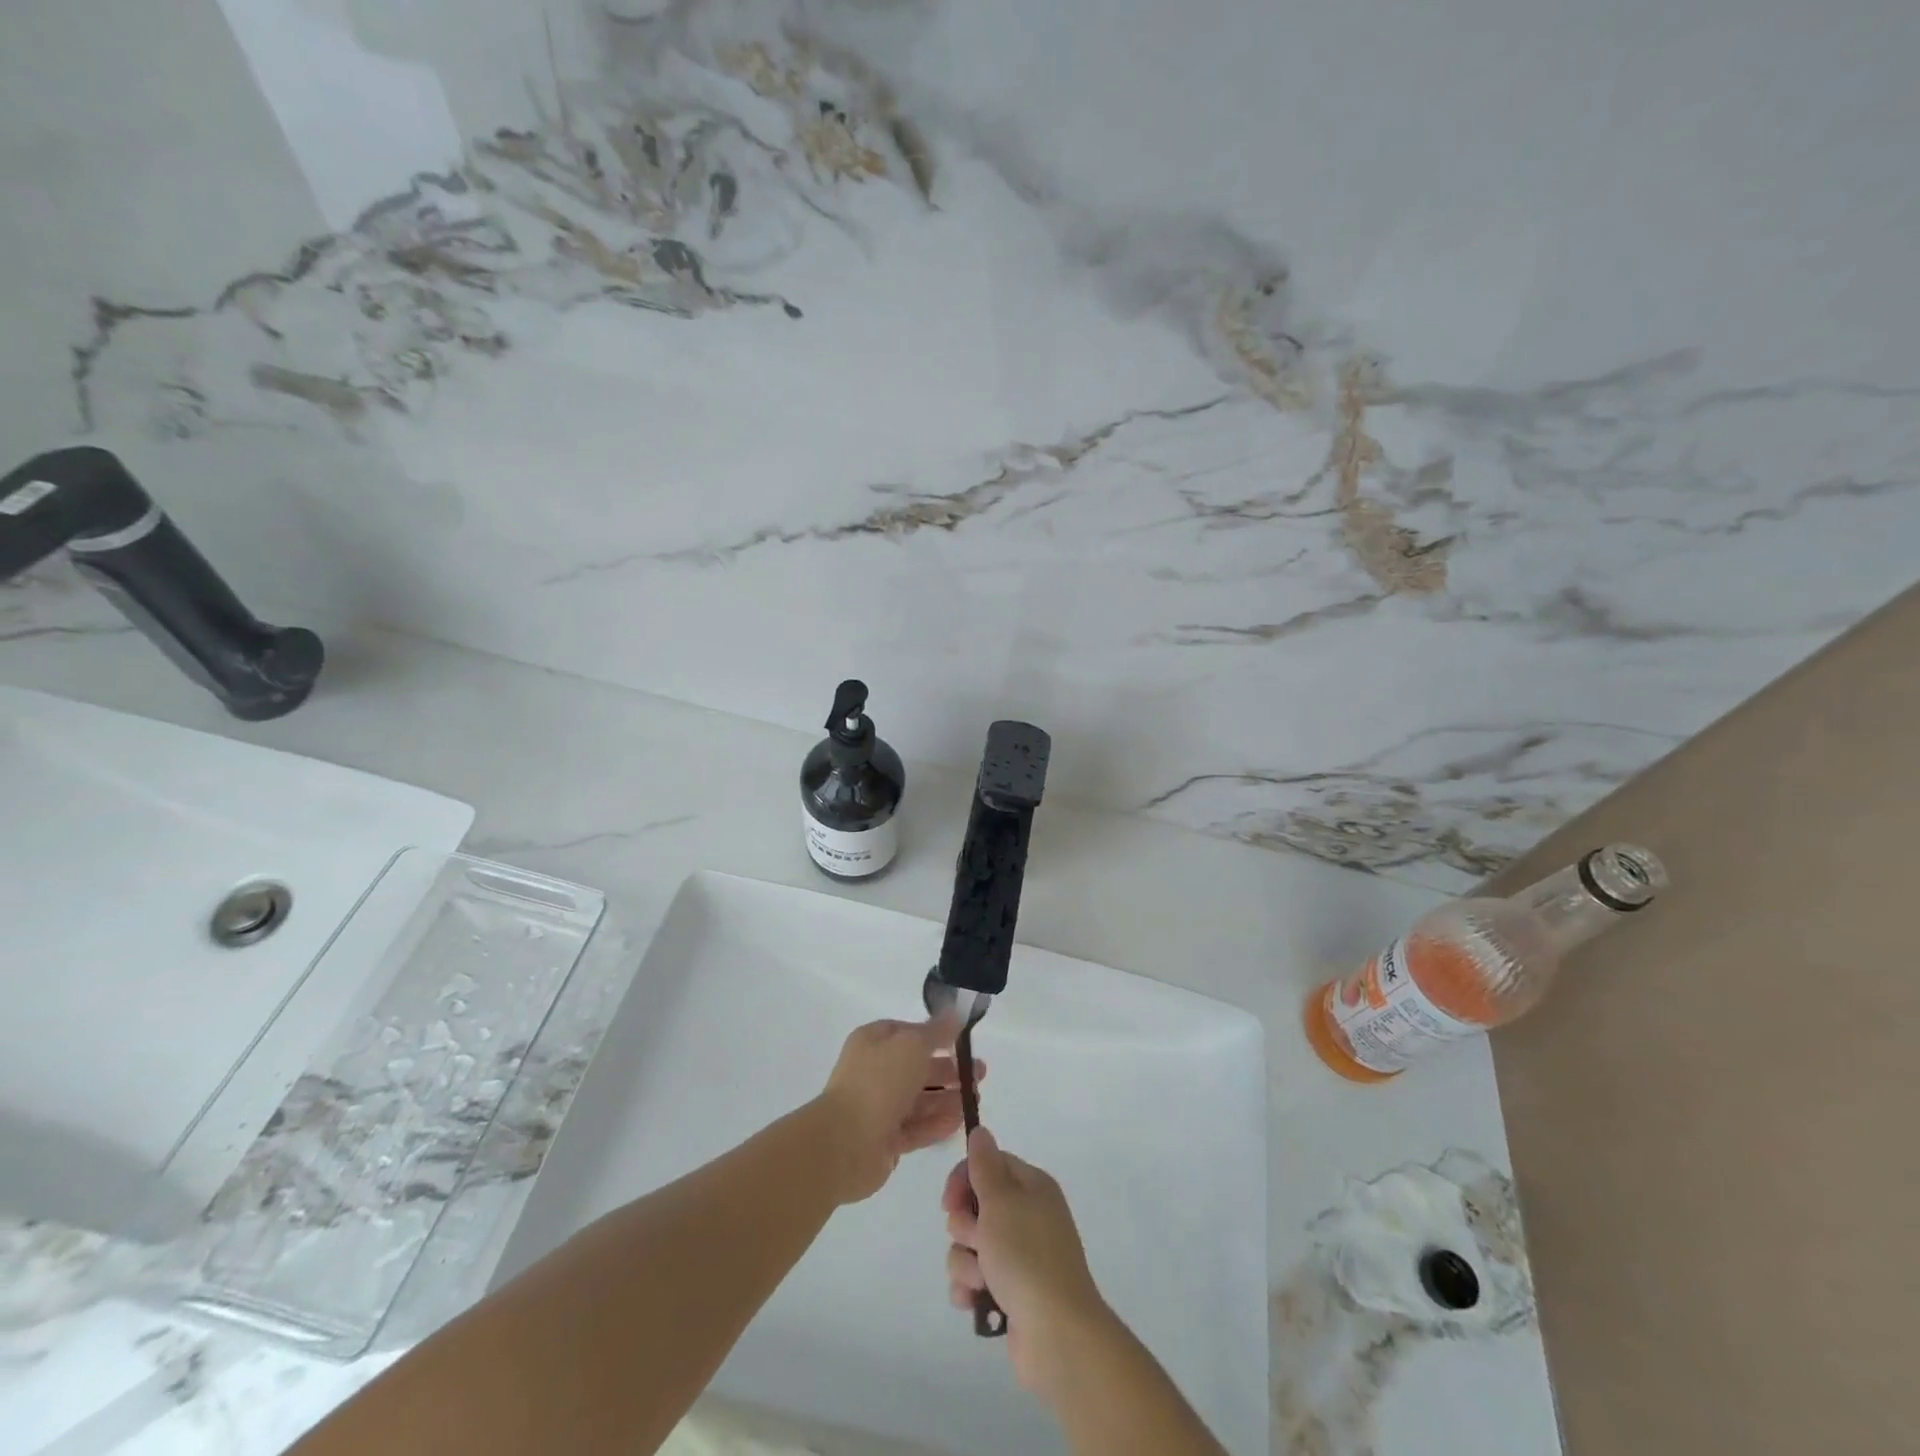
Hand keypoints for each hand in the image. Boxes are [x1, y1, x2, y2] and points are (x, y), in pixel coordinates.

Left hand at [815, 1016, 982, 1204]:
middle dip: (949, 1070)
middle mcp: (875, 1072)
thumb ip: (936, 1032)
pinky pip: (917, 1127)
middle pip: (918, 1068)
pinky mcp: (885, 1140)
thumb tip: (954, 1014)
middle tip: (980, 1074)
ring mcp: (879, 1108)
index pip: (908, 1033)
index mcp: (874, 1042)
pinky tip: (960, 1121)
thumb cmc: (878, 1082)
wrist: (844, 1143)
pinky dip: (937, 1123)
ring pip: (920, 1099)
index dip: (936, 1036)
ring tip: (976, 1099)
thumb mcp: (912, 1045)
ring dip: (948, 1098)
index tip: (963, 1041)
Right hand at [943, 1126, 1110, 1397]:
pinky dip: (970, 1288)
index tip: (949, 1201)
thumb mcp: (1001, 1200)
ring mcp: (1020, 1256)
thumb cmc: (1026, 1256)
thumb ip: (985, 1165)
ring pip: (971, 1244)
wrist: (1056, 1334)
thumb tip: (980, 1131)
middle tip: (975, 1240)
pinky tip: (974, 1301)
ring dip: (965, 1262)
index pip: (989, 1164)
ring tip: (980, 1280)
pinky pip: (975, 1278)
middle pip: (976, 1206)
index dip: (964, 1179)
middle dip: (964, 1226)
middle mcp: (1028, 1216)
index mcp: (1032, 1187)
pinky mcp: (1010, 1291)